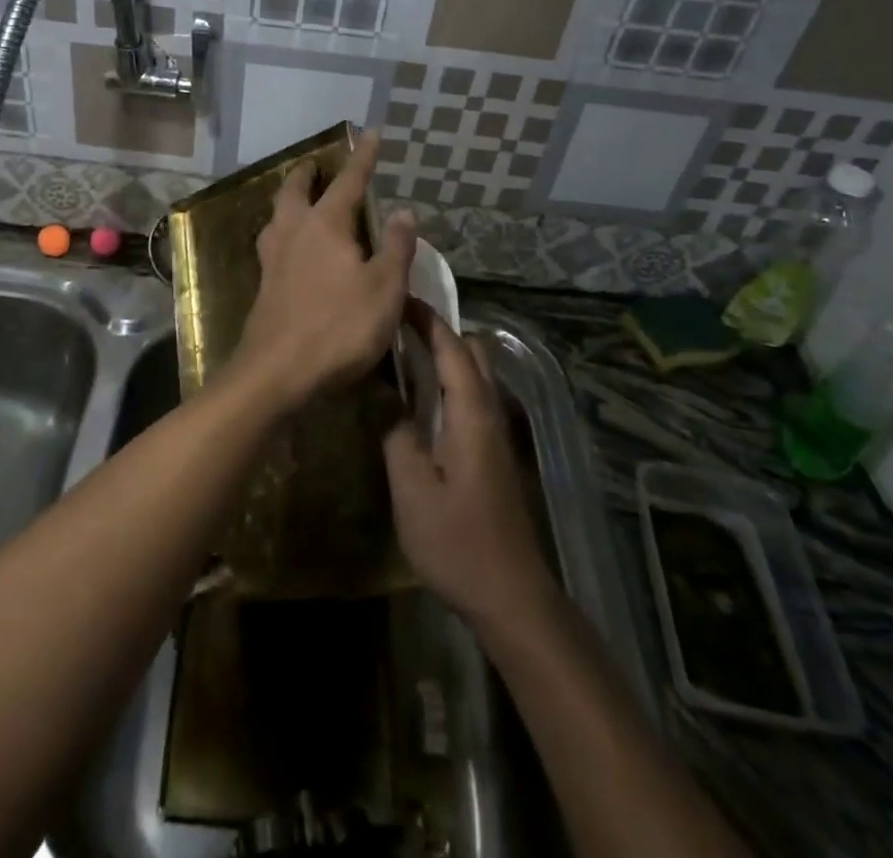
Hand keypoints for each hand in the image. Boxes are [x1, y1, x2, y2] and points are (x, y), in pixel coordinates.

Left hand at [233, 130, 415, 409]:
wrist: (277, 372)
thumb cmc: (338, 327)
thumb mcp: (383, 289)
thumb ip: (395, 248)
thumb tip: (403, 212)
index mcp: (325, 225)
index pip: (349, 181)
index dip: (363, 157)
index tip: (371, 133)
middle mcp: (293, 231)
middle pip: (295, 190)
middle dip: (308, 173)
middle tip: (316, 164)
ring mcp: (272, 258)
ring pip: (277, 215)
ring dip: (289, 199)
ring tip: (300, 199)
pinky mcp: (263, 284)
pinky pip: (273, 242)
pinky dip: (284, 230)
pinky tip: (291, 247)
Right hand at [384, 306, 555, 629]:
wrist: (511, 595)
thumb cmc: (458, 541)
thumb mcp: (411, 488)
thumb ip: (395, 431)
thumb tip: (381, 389)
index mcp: (471, 412)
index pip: (450, 346)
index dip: (425, 318)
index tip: (395, 298)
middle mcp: (490, 411)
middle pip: (472, 350)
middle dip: (437, 329)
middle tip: (395, 326)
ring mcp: (496, 432)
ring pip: (476, 373)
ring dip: (445, 354)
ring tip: (402, 356)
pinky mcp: (494, 451)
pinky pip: (473, 394)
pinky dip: (449, 379)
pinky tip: (420, 400)